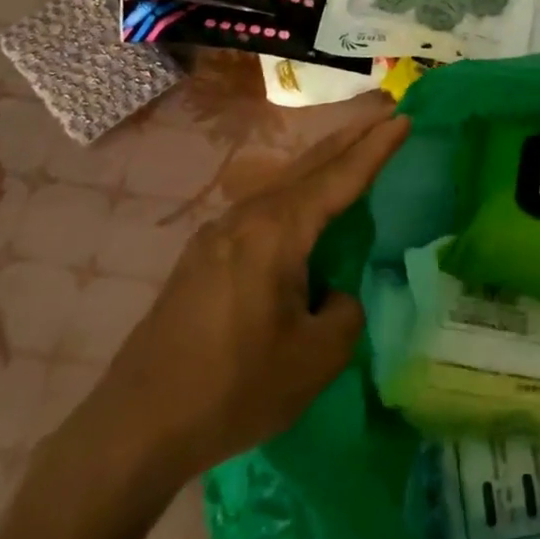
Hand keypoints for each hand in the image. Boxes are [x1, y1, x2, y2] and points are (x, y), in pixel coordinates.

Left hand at [87, 99, 409, 487]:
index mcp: (276, 232)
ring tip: (352, 150)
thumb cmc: (233, 388)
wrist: (135, 426)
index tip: (404, 117)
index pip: (340, 177)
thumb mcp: (315, 359)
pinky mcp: (203, 257)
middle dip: (350, 137)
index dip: (376, 148)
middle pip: (309, 164)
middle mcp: (246, 218)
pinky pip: (263, 209)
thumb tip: (333, 292)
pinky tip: (303, 207)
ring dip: (322, 163)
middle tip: (383, 112)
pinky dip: (297, 192)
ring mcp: (218, 235)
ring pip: (283, 184)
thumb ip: (345, 312)